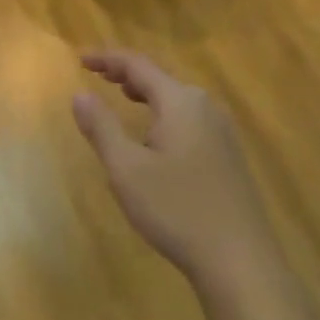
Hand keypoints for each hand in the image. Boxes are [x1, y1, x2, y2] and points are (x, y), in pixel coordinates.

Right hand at [71, 49, 269, 286]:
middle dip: (127, 74)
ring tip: (122, 96)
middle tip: (98, 75)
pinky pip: (188, 119)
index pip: (139, 65)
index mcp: (180, 102)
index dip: (108, 59)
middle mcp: (205, 108)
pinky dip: (162, 114)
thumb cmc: (176, 209)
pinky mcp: (227, 156)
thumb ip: (101, 128)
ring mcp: (221, 133)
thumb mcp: (126, 169)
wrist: (239, 260)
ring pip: (177, 99)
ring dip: (146, 94)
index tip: (81, 60)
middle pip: (161, 78)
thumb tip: (80, 94)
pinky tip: (154, 136)